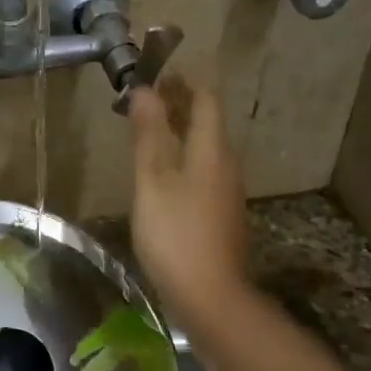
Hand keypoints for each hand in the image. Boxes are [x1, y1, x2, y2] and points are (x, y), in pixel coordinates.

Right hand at [128, 74, 251, 329]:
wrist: (211, 298)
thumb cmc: (175, 235)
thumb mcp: (152, 182)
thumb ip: (148, 135)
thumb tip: (145, 90)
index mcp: (212, 149)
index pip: (205, 98)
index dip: (182, 80)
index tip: (153, 72)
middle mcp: (227, 163)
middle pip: (207, 120)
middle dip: (178, 102)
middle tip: (143, 97)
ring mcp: (227, 190)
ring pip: (204, 146)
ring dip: (178, 129)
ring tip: (146, 129)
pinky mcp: (221, 213)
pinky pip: (203, 169)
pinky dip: (182, 155)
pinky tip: (161, 171)